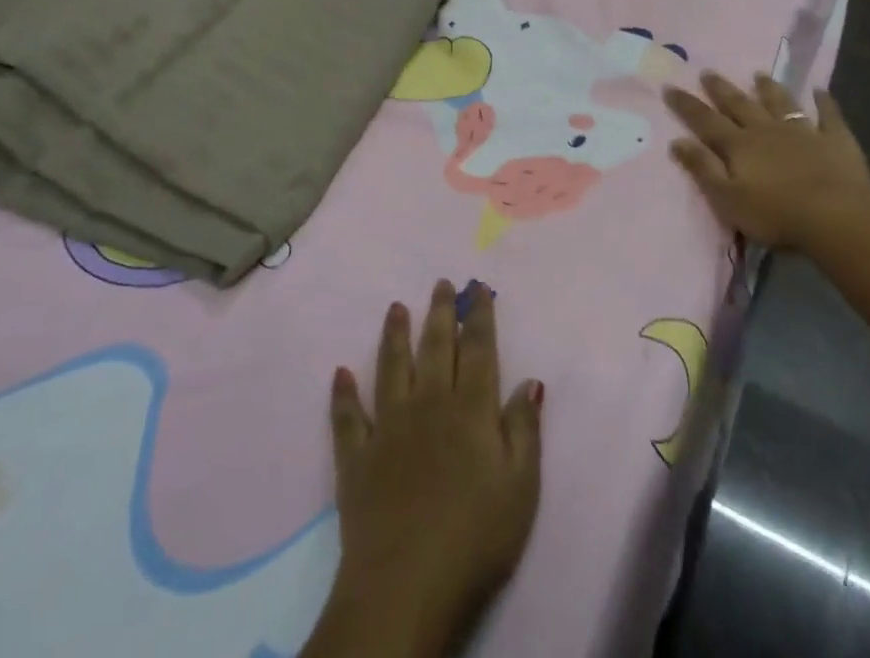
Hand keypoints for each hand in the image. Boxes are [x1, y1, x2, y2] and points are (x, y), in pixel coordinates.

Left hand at [310, 280, 541, 657]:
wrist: (406, 586)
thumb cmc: (475, 538)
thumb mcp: (521, 488)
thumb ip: (524, 429)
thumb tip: (530, 380)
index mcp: (469, 410)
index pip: (477, 350)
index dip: (479, 316)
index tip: (478, 289)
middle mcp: (428, 405)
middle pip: (434, 347)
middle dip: (439, 312)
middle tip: (440, 283)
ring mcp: (388, 428)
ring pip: (390, 368)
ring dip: (393, 335)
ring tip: (395, 307)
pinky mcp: (357, 458)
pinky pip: (348, 417)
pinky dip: (342, 394)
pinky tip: (339, 374)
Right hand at [663, 71, 869, 247]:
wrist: (836, 217)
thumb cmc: (775, 214)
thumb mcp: (727, 198)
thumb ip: (702, 168)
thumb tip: (676, 141)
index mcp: (739, 145)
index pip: (705, 121)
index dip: (686, 105)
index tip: (670, 86)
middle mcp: (766, 130)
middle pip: (740, 105)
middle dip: (721, 89)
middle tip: (708, 72)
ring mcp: (803, 131)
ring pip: (781, 103)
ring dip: (769, 89)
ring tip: (759, 75)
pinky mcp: (835, 140)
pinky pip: (828, 115)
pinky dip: (824, 102)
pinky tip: (820, 91)